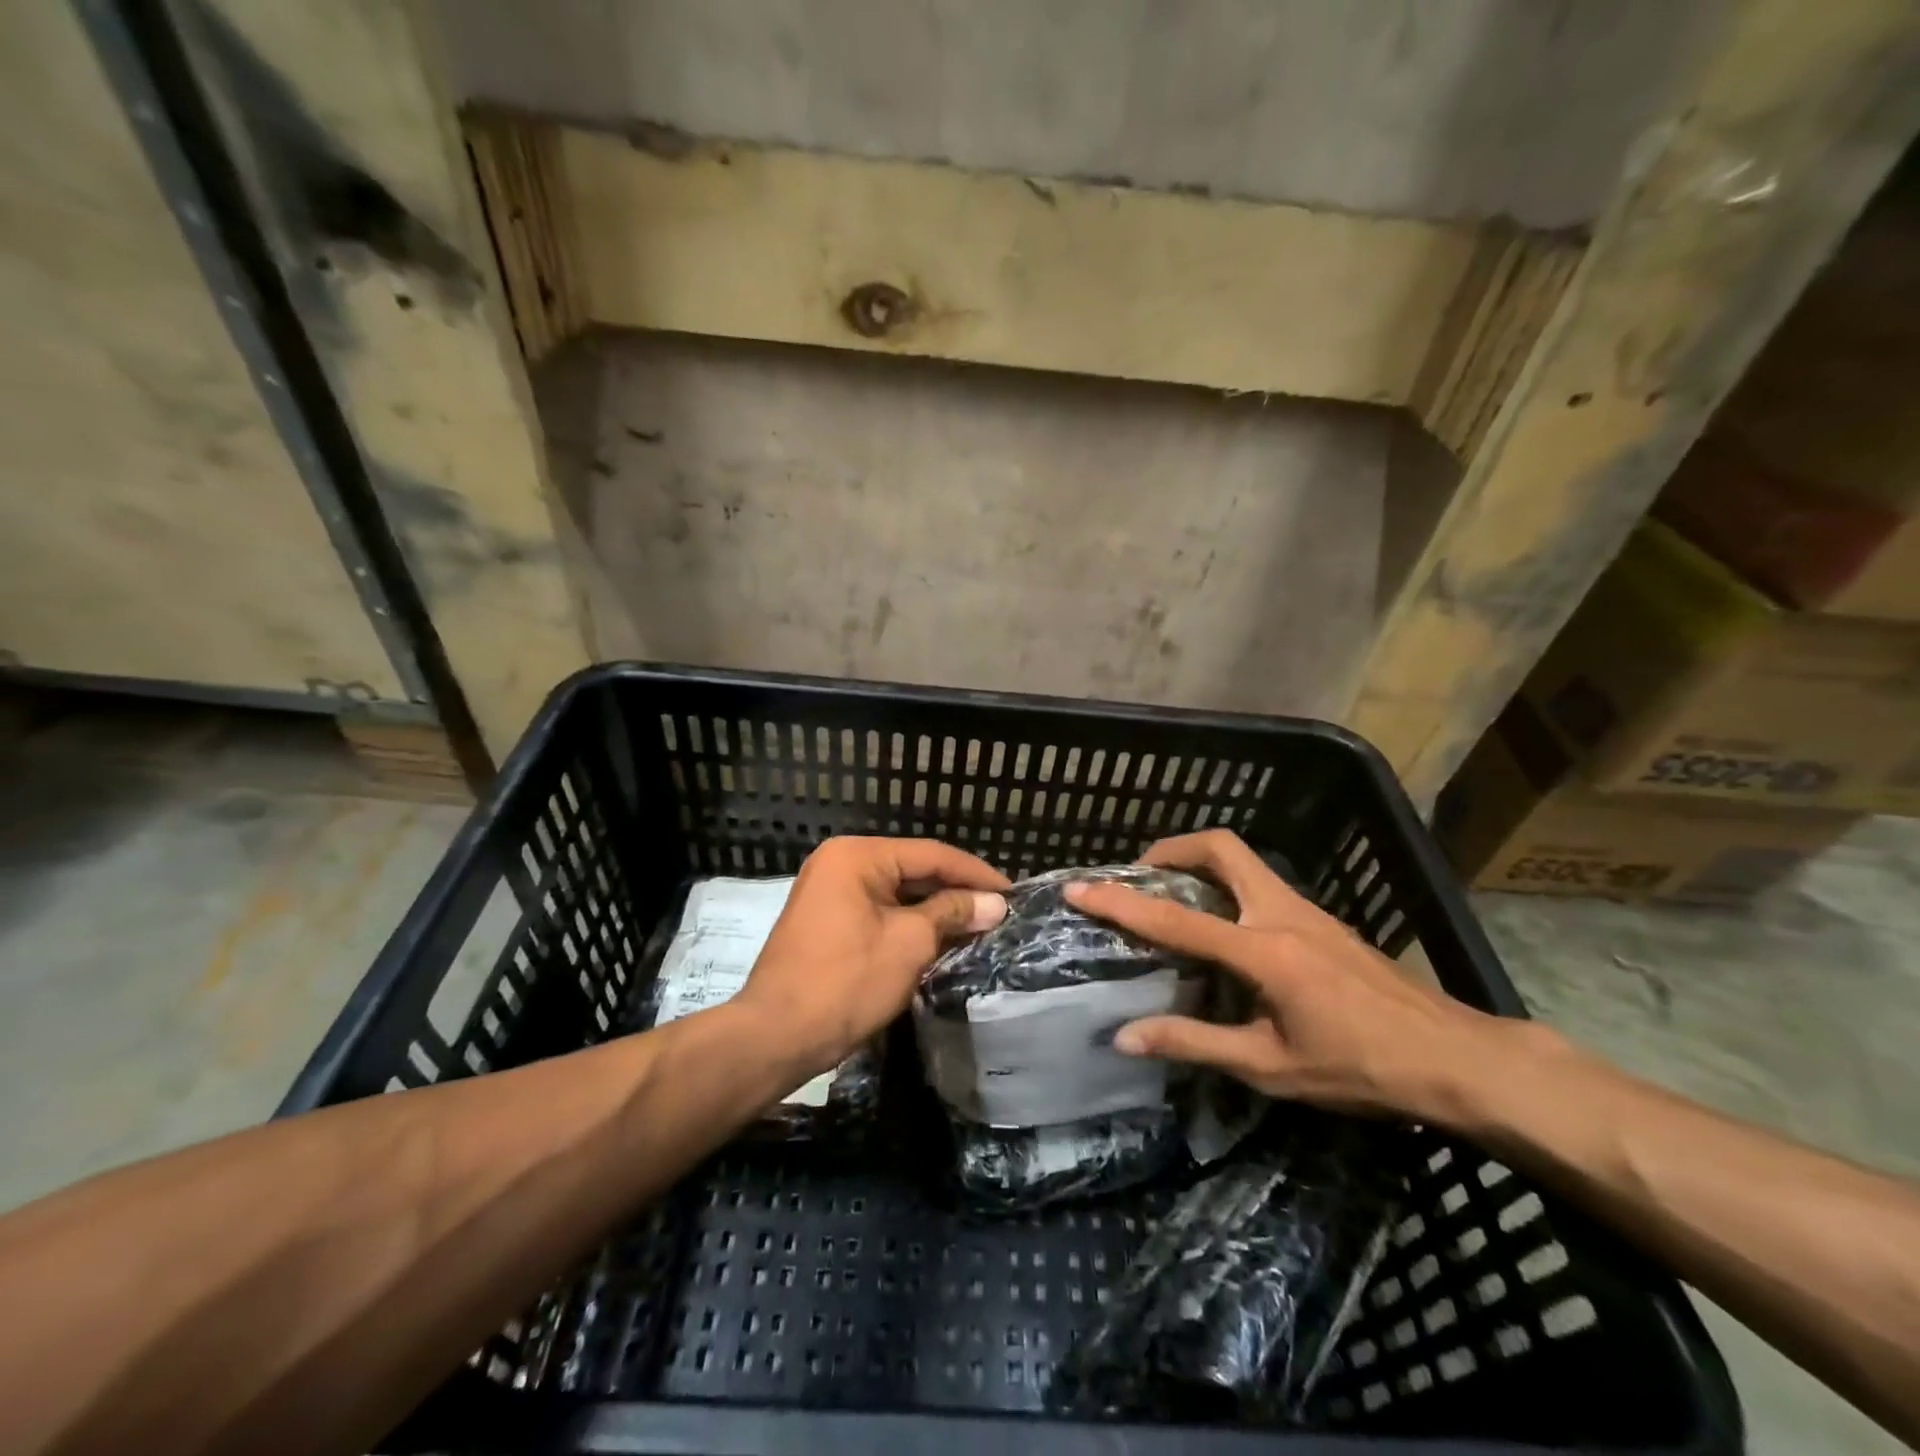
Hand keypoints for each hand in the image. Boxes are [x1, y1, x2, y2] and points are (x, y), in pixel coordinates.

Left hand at [736, 837, 1009, 1077]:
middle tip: (1000, 911)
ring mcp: (830, 893)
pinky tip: (942, 940)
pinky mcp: (828, 922)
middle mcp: (840, 864)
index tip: (1014, 893)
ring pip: (897, 894)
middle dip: (956, 892)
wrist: (775, 1037)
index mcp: (856, 856)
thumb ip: (953, 913)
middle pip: (913, 870)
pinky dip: (910, 924)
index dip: (975, 874)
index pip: (930, 854)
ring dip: (936, 911)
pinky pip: (879, 912)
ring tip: (980, 925)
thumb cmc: (846, 982)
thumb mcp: (909, 943)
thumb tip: (995, 904)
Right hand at [1063, 829, 1523, 1120]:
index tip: (1080, 888)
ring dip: (1200, 864)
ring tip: (1173, 898)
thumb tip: (1125, 1037)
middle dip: (1172, 850)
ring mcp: (1307, 910)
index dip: (1121, 904)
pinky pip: (1261, 882)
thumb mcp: (1270, 1067)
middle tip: (1141, 875)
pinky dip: (1227, 885)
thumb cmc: (1359, 1068)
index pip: (1175, 920)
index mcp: (1262, 950)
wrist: (1456, 1059)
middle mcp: (1281, 913)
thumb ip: (1193, 1043)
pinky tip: (1224, 929)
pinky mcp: (1322, 919)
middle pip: (1220, 847)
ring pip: (1243, 860)